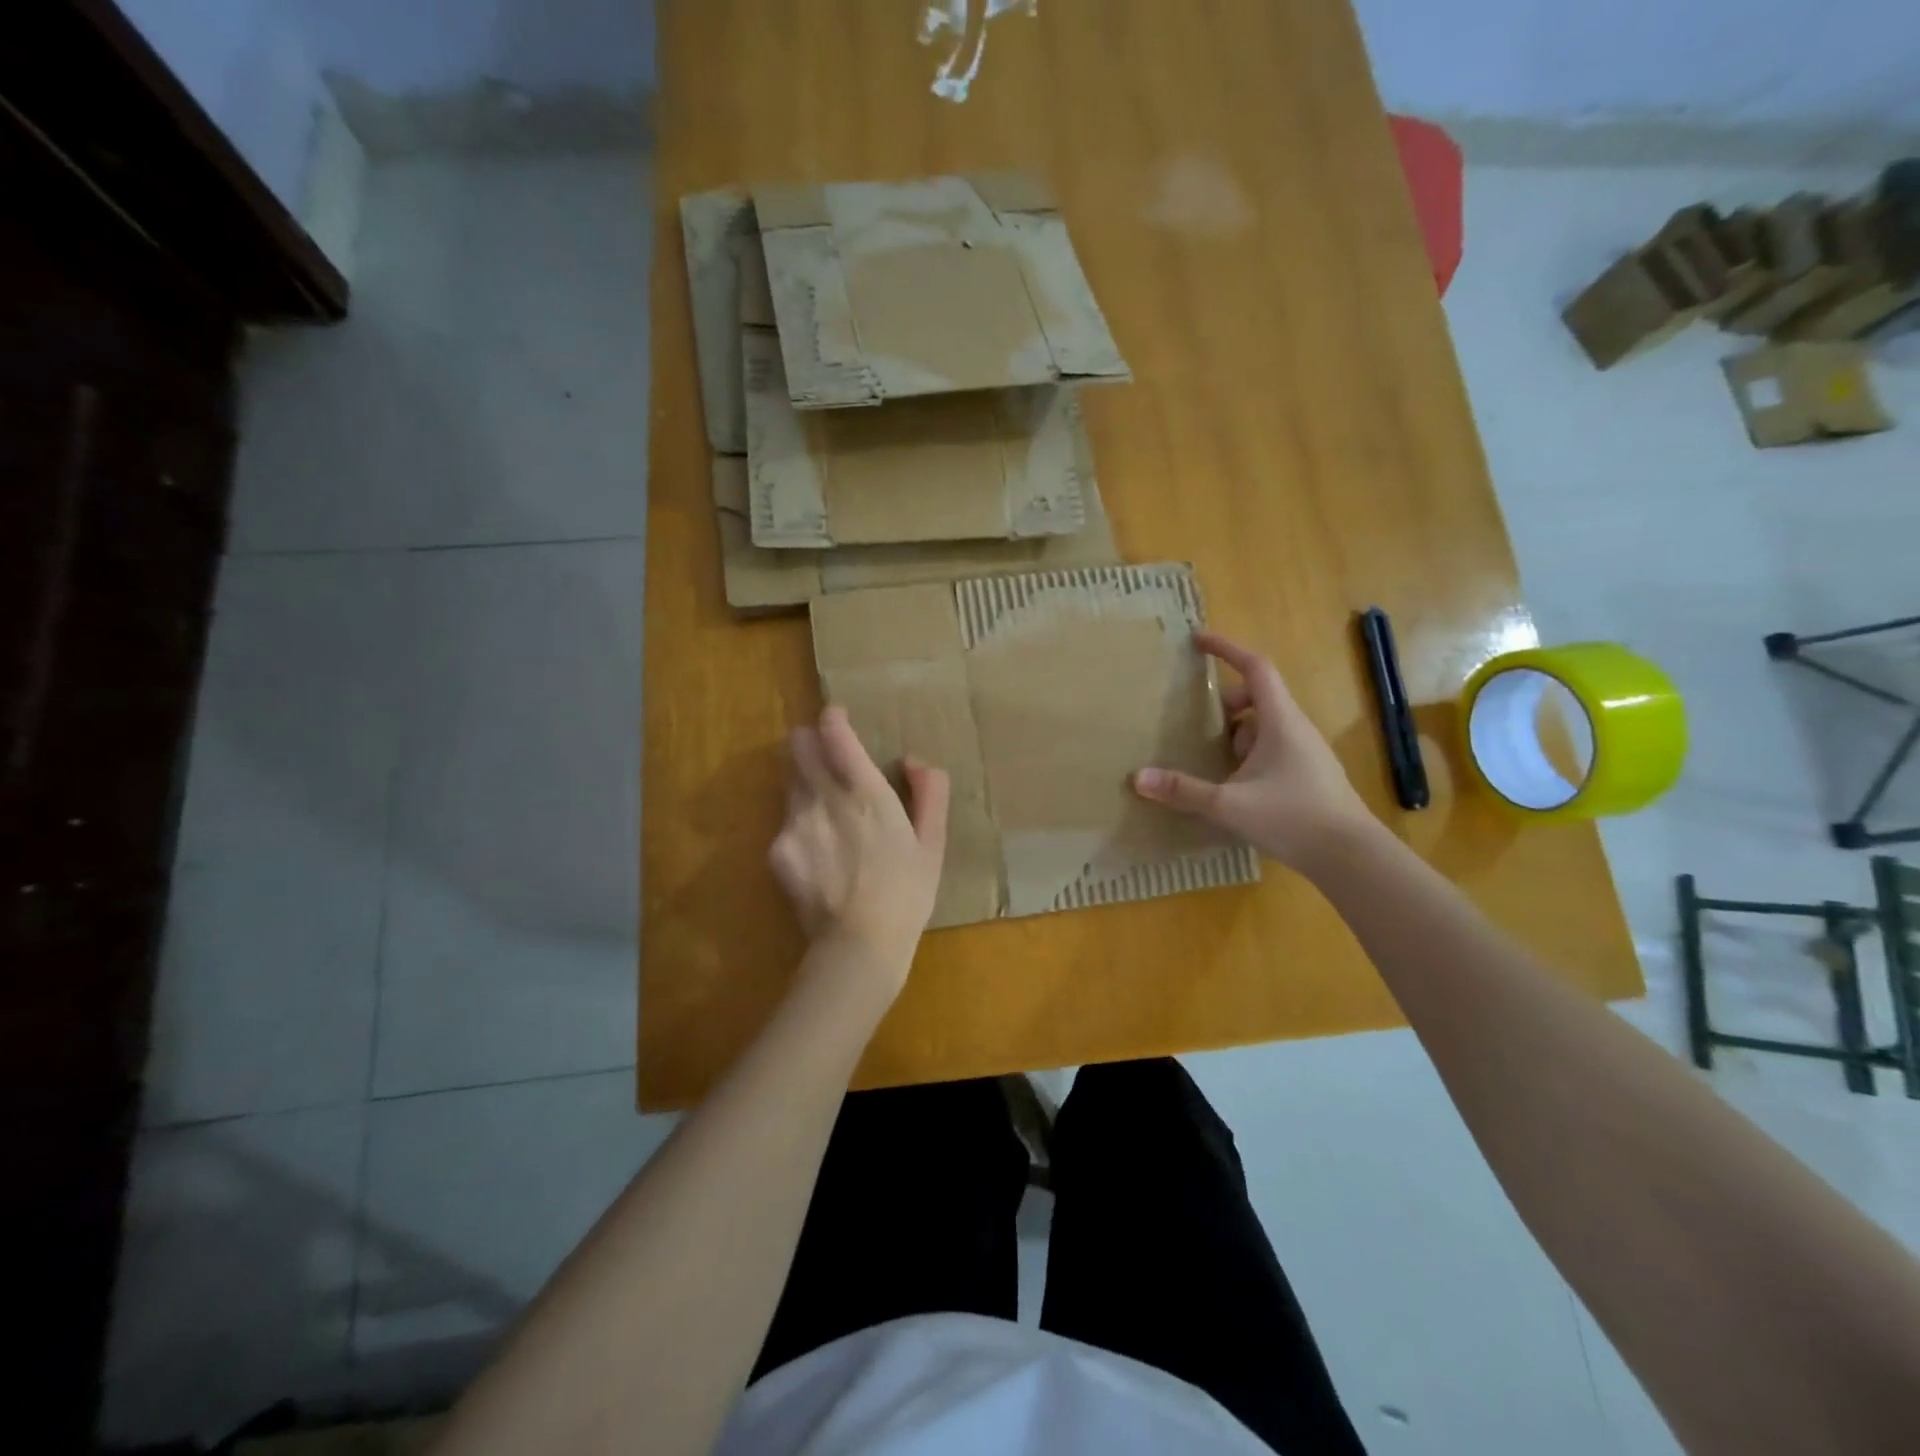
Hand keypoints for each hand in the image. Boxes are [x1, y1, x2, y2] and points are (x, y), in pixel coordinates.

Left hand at [770, 706, 950, 985]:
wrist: (859, 944)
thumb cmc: (907, 892)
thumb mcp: (933, 842)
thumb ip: (930, 792)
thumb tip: (913, 761)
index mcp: (865, 791)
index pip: (834, 732)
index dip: (833, 719)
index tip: (837, 718)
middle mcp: (823, 797)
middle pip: (798, 747)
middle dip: (809, 743)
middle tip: (825, 757)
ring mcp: (795, 823)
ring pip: (790, 781)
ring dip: (804, 782)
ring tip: (824, 809)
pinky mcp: (777, 850)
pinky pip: (784, 820)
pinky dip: (798, 822)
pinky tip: (816, 850)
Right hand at [1134, 631, 1373, 873]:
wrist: (1351, 856)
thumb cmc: (1292, 817)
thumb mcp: (1228, 804)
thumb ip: (1183, 790)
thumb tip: (1137, 777)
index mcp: (1279, 720)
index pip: (1255, 668)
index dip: (1227, 649)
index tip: (1199, 639)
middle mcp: (1295, 729)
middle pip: (1257, 699)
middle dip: (1225, 705)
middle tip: (1196, 724)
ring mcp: (1305, 753)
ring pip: (1265, 727)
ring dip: (1236, 735)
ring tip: (1212, 761)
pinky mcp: (1308, 776)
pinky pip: (1273, 750)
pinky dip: (1249, 756)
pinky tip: (1234, 788)